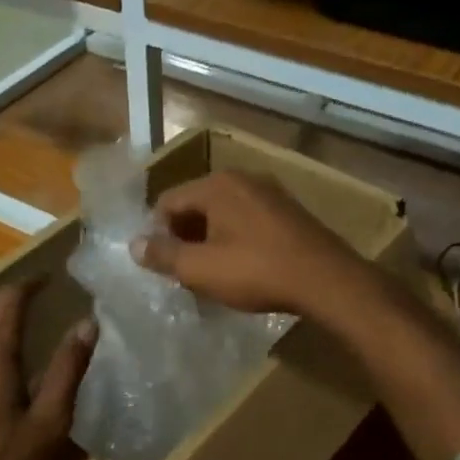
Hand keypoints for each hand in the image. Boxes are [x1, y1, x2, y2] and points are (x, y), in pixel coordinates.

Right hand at [132, 170, 369, 318]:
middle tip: (181, 272)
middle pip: (196, 205)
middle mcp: (242, 179)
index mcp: (216, 185)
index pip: (168, 201)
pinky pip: (248, 222)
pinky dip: (235, 241)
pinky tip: (241, 269)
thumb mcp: (200, 268)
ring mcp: (270, 194)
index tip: (159, 265)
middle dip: (184, 237)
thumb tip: (134, 245)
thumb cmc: (256, 271)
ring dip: (209, 241)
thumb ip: (163, 255)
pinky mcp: (289, 213)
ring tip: (209, 274)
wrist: (325, 280)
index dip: (156, 233)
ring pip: (223, 215)